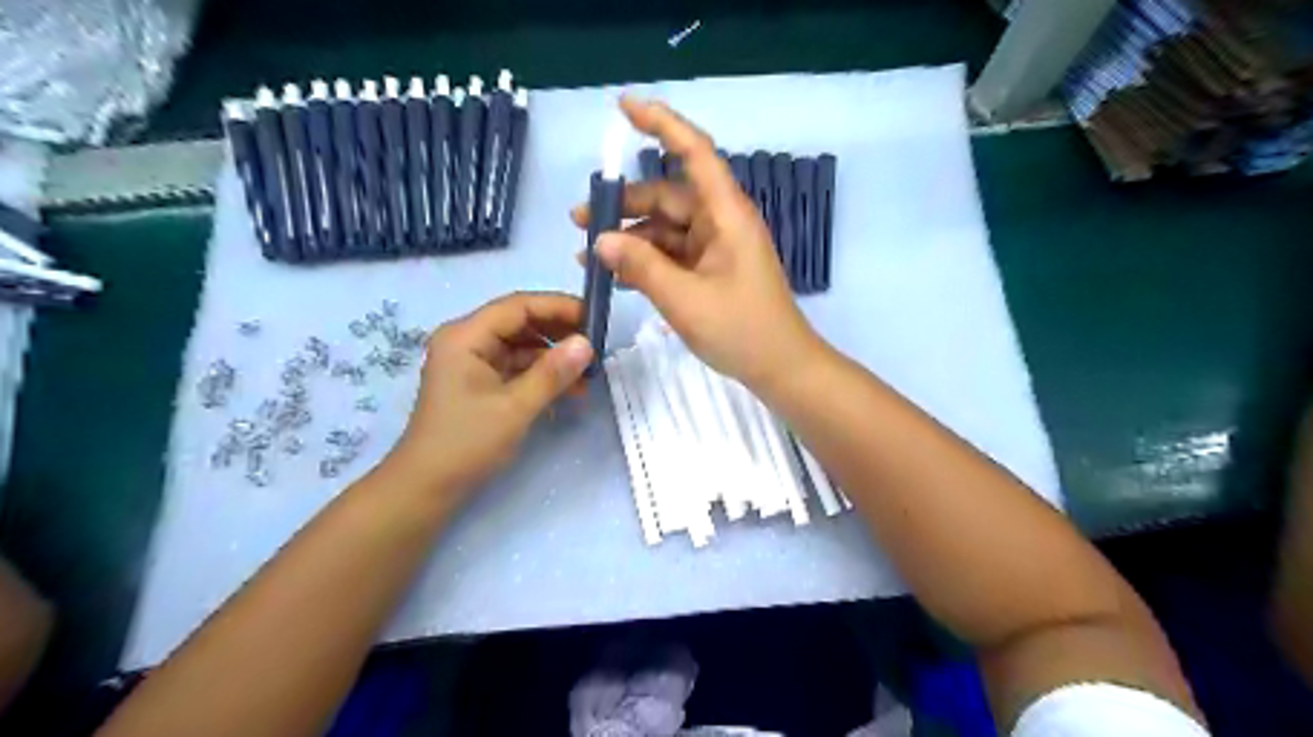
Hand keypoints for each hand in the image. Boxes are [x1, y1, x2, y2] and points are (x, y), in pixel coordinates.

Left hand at [388, 291, 596, 494]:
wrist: (427, 488)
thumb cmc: (466, 443)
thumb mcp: (515, 407)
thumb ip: (553, 373)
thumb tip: (587, 344)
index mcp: (466, 336)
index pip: (518, 306)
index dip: (558, 307)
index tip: (595, 318)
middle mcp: (467, 340)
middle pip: (521, 323)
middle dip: (559, 334)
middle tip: (596, 348)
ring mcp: (473, 362)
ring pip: (522, 346)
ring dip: (554, 358)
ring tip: (587, 377)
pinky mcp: (480, 382)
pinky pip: (517, 367)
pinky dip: (541, 376)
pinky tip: (568, 392)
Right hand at [574, 99, 817, 396]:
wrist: (781, 368)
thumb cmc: (741, 330)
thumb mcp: (684, 299)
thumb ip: (641, 266)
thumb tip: (600, 239)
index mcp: (725, 214)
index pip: (694, 152)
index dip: (661, 123)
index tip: (622, 107)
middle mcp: (720, 222)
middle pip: (667, 196)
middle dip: (623, 205)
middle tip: (578, 220)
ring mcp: (716, 247)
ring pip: (666, 228)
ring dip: (629, 238)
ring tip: (587, 256)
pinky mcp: (711, 270)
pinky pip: (672, 254)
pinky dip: (645, 260)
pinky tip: (614, 275)